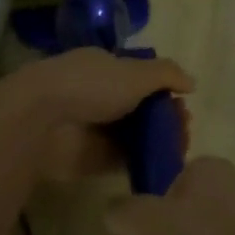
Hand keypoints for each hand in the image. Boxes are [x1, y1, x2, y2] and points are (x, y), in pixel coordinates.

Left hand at [0, 49, 193, 190]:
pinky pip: (123, 160)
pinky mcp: (90, 159)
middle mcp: (99, 95)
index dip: (164, 89)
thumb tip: (191, 83)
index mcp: (105, 67)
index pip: (139, 76)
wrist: (43, 120)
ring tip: (179, 149)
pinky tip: (164, 167)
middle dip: (165, 117)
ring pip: (134, 135)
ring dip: (157, 141)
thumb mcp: (135, 72)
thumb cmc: (91, 85)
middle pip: (139, 108)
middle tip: (184, 129)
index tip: (183, 103)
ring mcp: (94, 128)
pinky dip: (143, 163)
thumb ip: (166, 74)